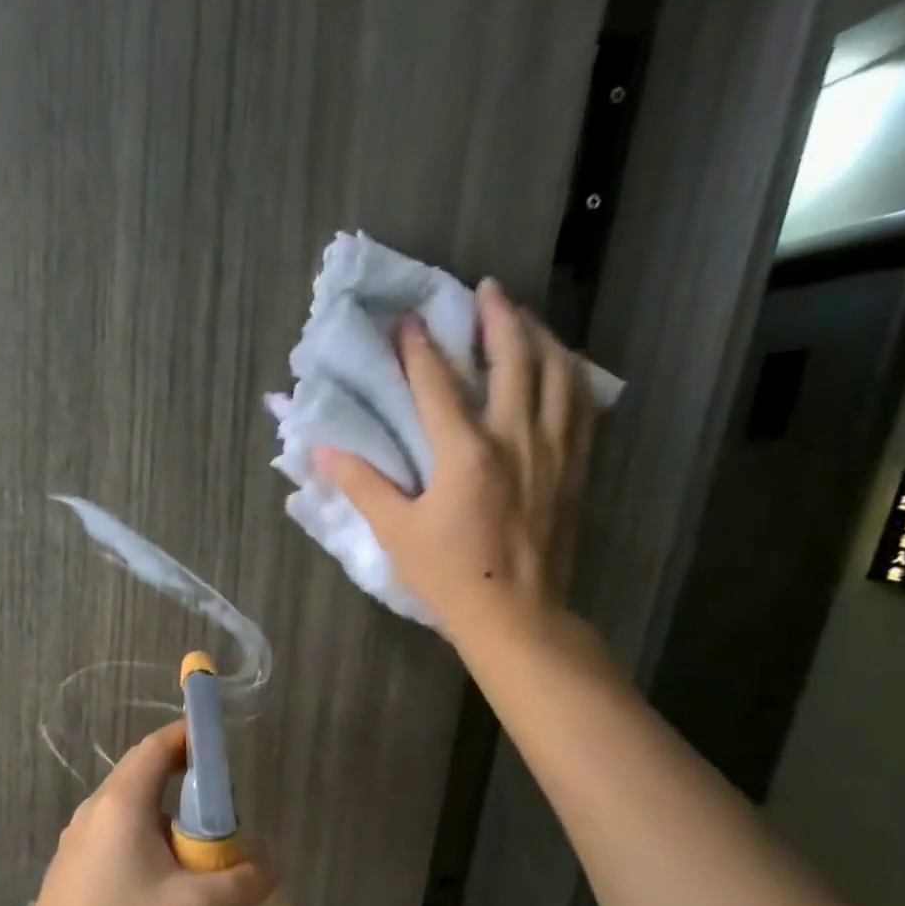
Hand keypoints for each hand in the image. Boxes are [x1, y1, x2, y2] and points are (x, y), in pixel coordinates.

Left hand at [3, 722, 275, 905]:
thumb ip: (244, 880)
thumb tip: (269, 862)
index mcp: (120, 803)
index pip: (158, 746)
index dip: (193, 739)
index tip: (226, 755)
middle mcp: (94, 811)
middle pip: (146, 775)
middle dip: (190, 787)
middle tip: (226, 820)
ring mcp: (77, 840)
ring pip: (133, 811)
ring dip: (170, 823)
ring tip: (201, 861)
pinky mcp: (72, 868)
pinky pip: (117, 837)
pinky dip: (148, 843)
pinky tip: (164, 888)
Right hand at [313, 279, 595, 656]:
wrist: (516, 615)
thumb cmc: (449, 577)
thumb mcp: (395, 534)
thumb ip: (362, 486)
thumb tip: (323, 450)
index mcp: (466, 454)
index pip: (438, 385)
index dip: (420, 348)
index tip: (408, 319)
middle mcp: (516, 438)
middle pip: (515, 360)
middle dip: (499, 319)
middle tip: (487, 290)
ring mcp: (554, 450)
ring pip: (558, 373)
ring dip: (541, 336)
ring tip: (526, 318)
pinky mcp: (575, 468)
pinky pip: (581, 405)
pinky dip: (570, 375)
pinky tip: (562, 368)